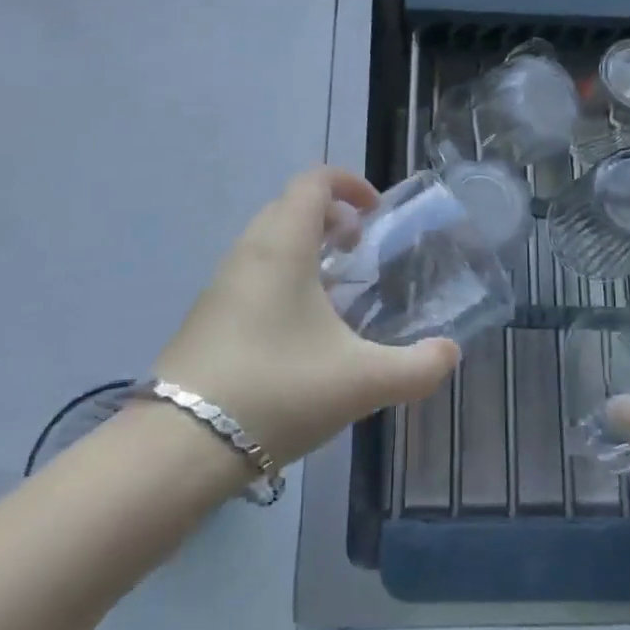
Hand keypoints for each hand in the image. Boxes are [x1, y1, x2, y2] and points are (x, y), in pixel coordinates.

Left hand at [154, 168, 459, 468]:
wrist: (179, 447)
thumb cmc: (277, 391)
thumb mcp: (361, 382)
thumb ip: (416, 368)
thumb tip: (449, 353)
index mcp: (283, 246)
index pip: (313, 181)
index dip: (348, 184)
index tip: (375, 213)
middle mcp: (248, 252)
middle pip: (290, 206)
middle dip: (329, 217)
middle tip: (359, 251)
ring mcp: (220, 285)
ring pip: (268, 241)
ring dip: (304, 248)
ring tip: (334, 292)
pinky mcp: (206, 317)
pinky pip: (251, 273)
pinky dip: (282, 277)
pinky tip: (299, 332)